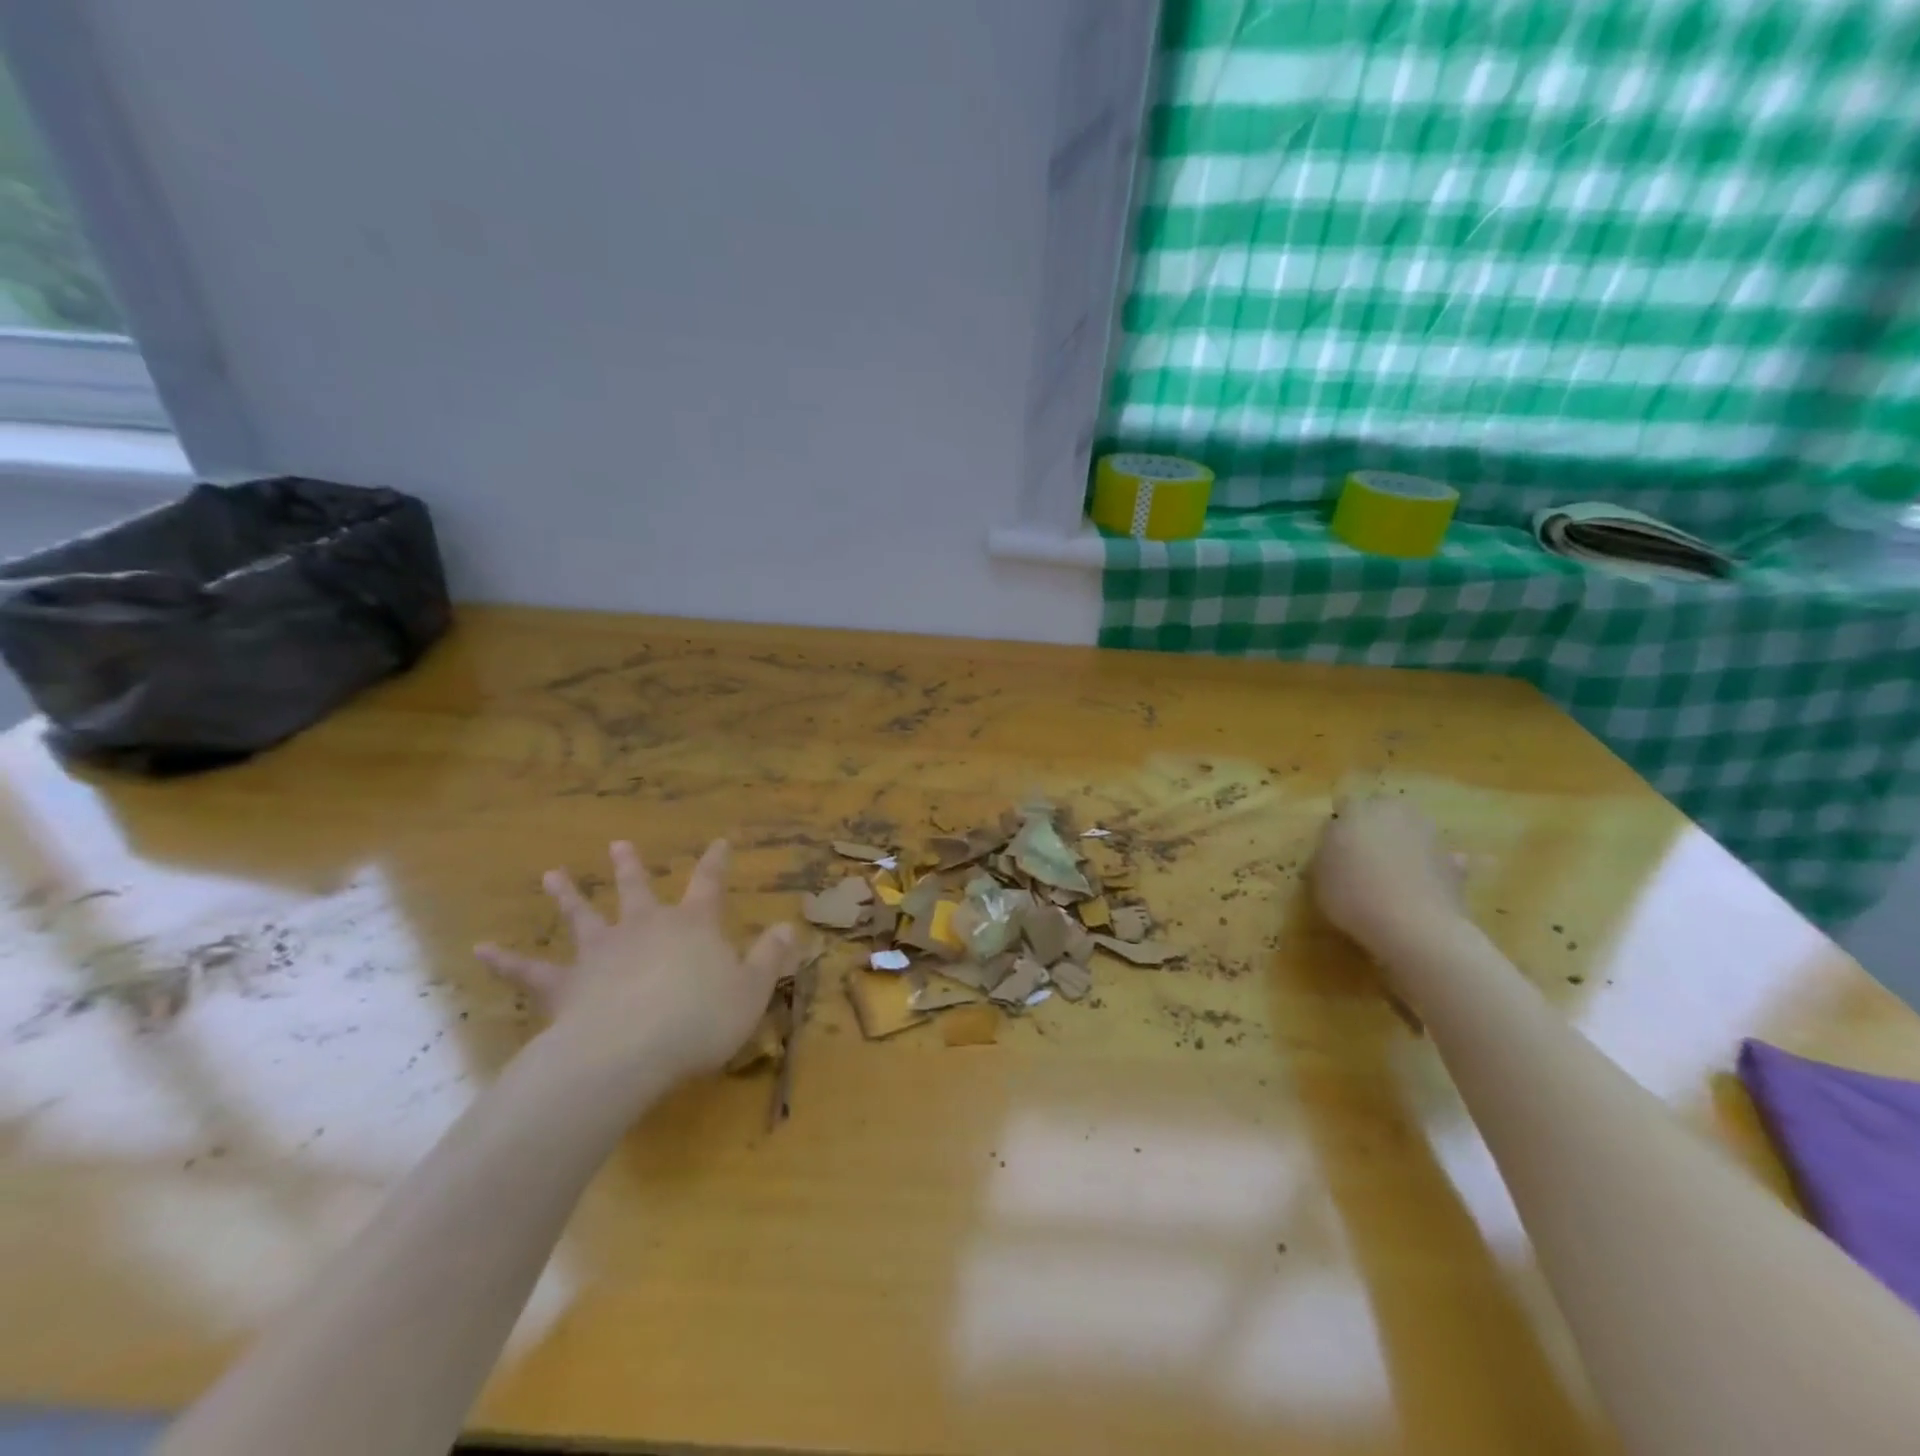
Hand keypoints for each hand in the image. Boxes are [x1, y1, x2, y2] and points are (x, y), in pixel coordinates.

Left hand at [475, 839, 799, 1084]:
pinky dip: (506, 960)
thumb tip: (789, 928)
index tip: (720, 842)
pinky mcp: (566, 985)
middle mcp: (644, 928)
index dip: (716, 863)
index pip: (709, 885)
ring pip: (583, 917)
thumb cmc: (700, 1019)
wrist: (629, 1051)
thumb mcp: (751, 990)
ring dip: (568, 895)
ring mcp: (601, 953)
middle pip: (637, 890)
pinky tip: (479, 949)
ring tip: (551, 875)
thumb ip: (770, 957)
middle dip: (631, 866)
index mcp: (692, 926)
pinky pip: (532, 972)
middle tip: (618, 843)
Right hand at [1311, 797, 1466, 960]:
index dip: (1339, 824)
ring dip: (1404, 841)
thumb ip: (1327, 851)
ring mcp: (1430, 836)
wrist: (1414, 927)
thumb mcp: (1319, 874)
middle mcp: (1396, 813)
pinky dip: (1431, 866)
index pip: (1345, 804)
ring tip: (1392, 871)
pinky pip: (1437, 858)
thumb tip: (1337, 843)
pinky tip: (1421, 885)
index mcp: (1359, 810)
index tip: (1332, 844)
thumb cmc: (1353, 895)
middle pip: (1383, 809)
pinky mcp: (1455, 863)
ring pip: (1412, 829)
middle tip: (1362, 851)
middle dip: (1374, 824)